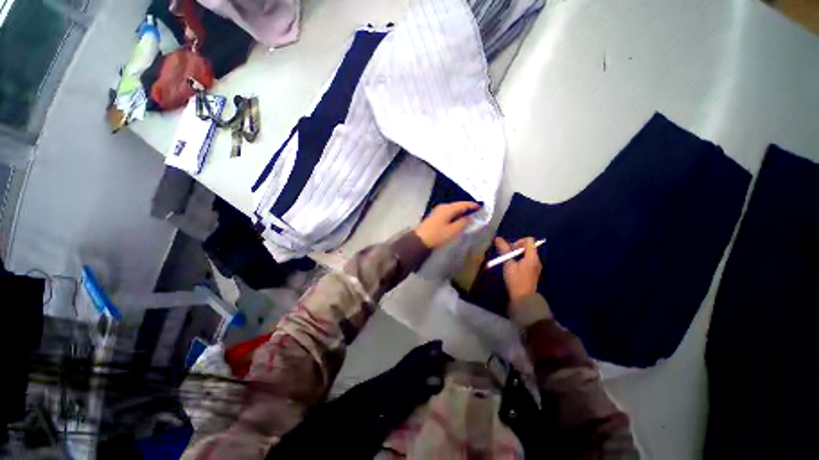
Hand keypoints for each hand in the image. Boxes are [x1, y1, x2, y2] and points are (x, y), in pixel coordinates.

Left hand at [414, 202, 480, 248]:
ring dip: (461, 212)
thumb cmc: (437, 235)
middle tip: (477, 212)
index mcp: (448, 208)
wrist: (420, 240)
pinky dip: (455, 215)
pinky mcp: (435, 216)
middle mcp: (443, 207)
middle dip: (467, 208)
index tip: (481, 207)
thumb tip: (470, 217)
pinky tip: (458, 220)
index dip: (472, 205)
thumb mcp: (453, 230)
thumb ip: (463, 222)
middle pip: (458, 205)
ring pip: (453, 209)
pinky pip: (449, 213)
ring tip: (470, 216)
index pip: (463, 204)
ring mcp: (438, 211)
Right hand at [494, 237, 541, 305]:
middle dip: (516, 248)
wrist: (523, 299)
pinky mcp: (533, 272)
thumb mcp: (508, 264)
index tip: (511, 249)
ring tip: (509, 262)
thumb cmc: (515, 280)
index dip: (518, 241)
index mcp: (532, 257)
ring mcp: (536, 266)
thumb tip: (497, 238)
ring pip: (526, 254)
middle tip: (508, 256)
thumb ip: (504, 250)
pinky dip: (519, 260)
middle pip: (528, 246)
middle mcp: (536, 260)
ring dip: (517, 255)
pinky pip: (527, 260)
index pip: (529, 240)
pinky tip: (513, 268)